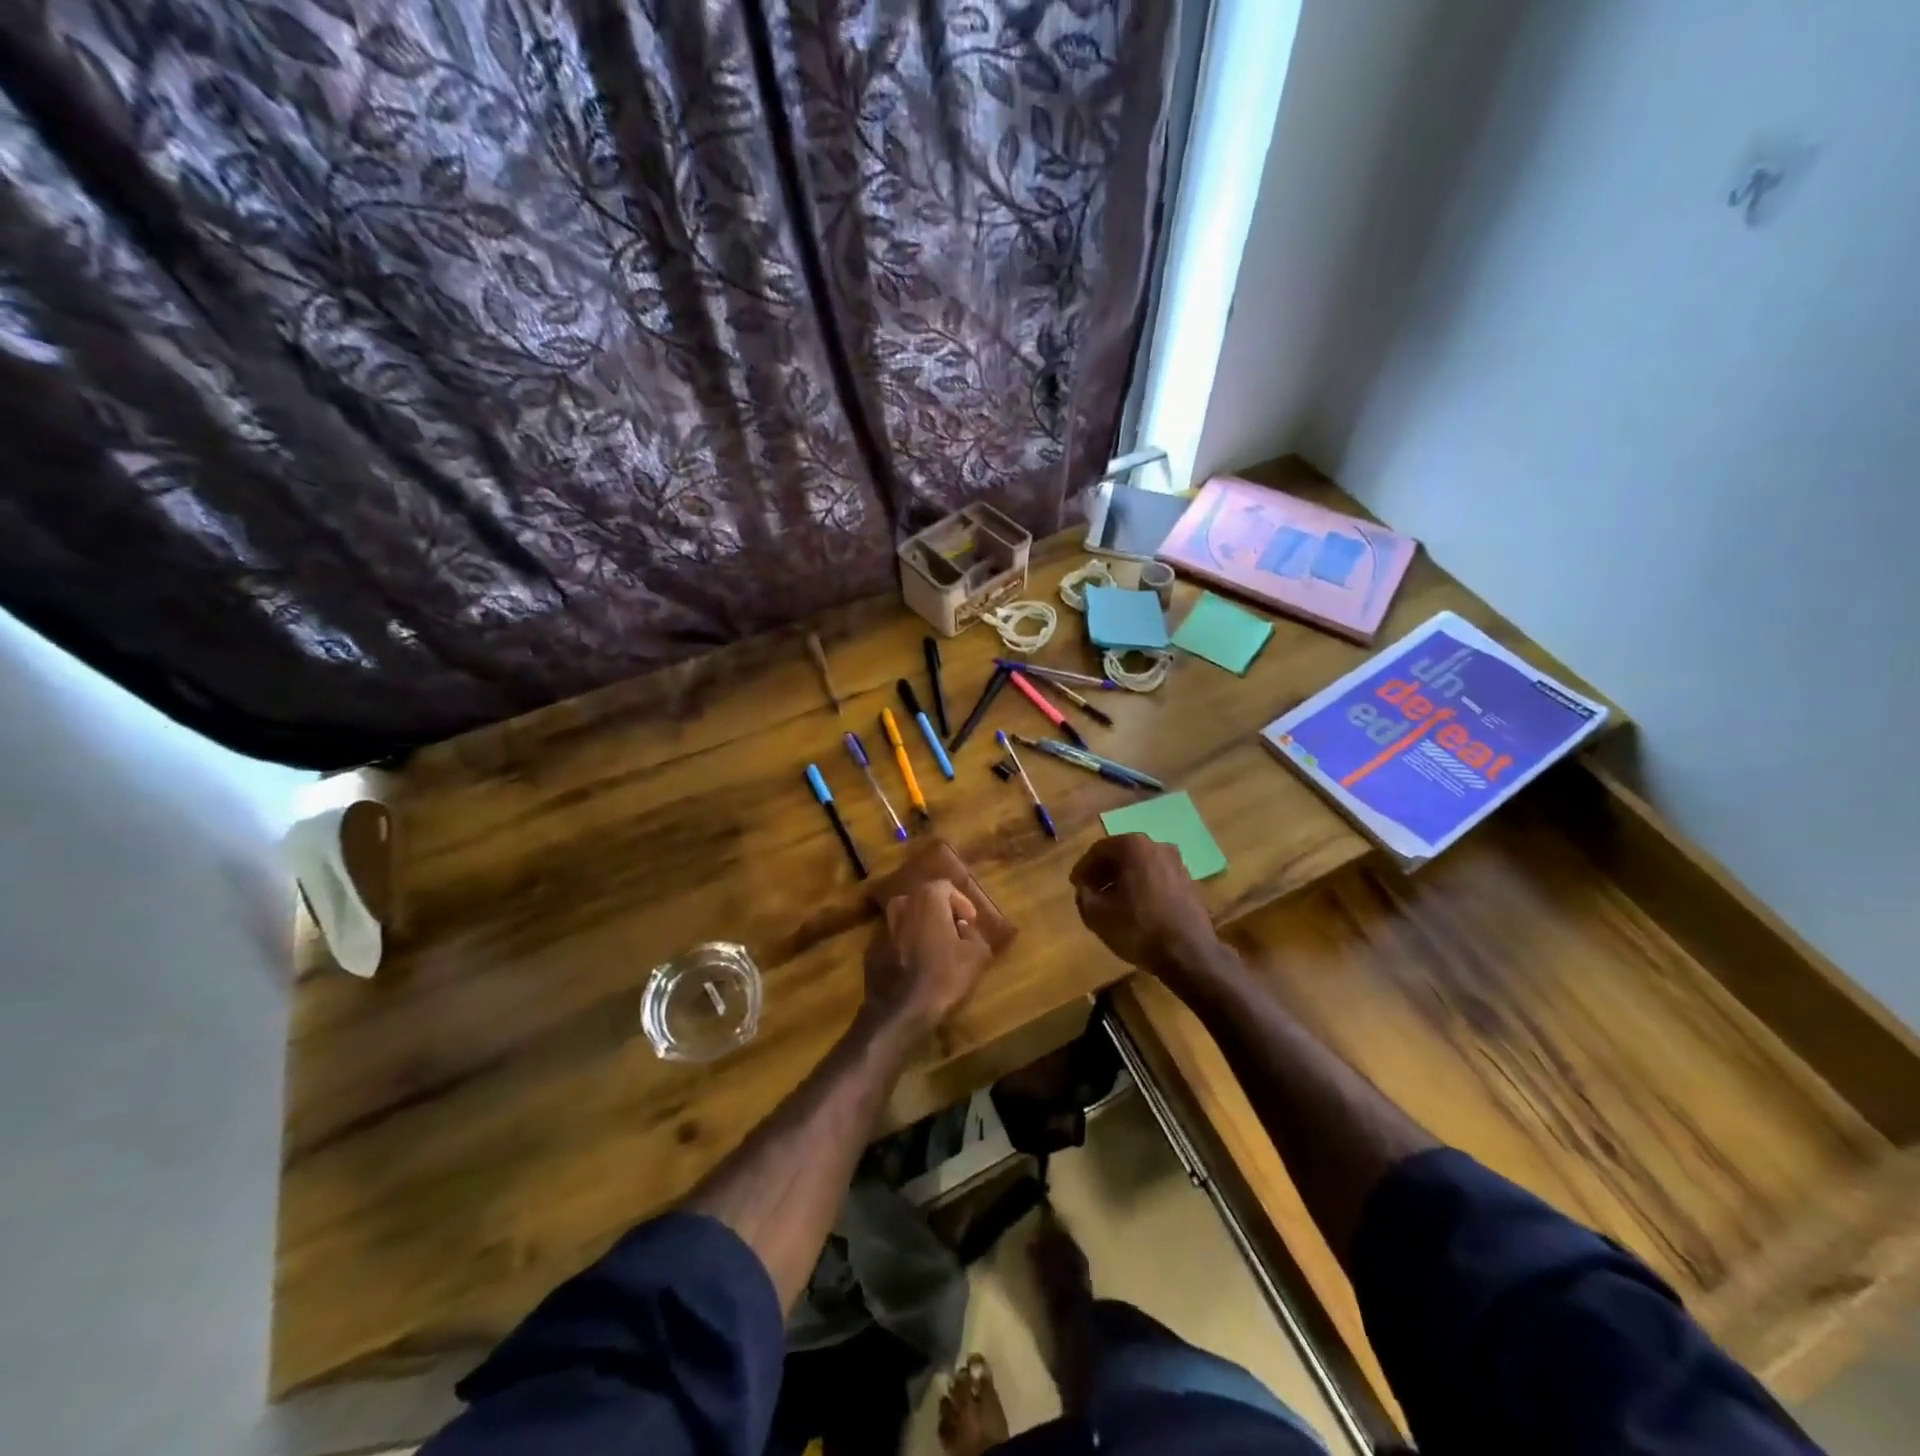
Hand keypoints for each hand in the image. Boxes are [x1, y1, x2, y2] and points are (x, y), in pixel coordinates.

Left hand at [863, 879, 991, 1039]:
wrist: (900, 1010)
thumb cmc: (944, 977)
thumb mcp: (977, 955)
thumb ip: (974, 932)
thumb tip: (963, 926)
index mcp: (927, 898)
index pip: (946, 887)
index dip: (962, 903)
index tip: (970, 922)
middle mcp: (901, 904)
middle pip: (924, 900)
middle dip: (940, 913)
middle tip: (955, 933)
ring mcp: (882, 926)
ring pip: (906, 919)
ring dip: (921, 929)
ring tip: (935, 950)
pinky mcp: (870, 948)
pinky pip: (893, 939)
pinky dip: (905, 945)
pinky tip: (915, 966)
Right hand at [1070, 834, 1219, 978]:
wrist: (1189, 953)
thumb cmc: (1139, 929)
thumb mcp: (1097, 915)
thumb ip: (1083, 895)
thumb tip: (1085, 888)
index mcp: (1133, 847)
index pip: (1099, 850)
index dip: (1083, 868)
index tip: (1075, 885)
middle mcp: (1157, 846)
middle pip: (1122, 854)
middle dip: (1104, 872)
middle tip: (1091, 890)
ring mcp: (1177, 863)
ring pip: (1141, 865)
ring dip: (1124, 879)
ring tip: (1112, 901)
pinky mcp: (1189, 881)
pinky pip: (1157, 877)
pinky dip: (1142, 886)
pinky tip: (1136, 907)